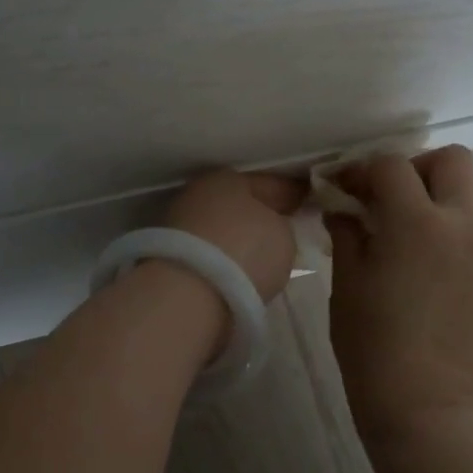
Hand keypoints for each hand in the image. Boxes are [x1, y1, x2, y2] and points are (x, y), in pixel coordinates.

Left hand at [163, 170, 306, 302]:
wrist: (188, 294)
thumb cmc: (244, 251)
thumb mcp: (283, 236)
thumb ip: (281, 226)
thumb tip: (273, 228)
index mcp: (227, 179)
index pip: (267, 183)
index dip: (290, 193)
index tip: (306, 201)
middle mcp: (197, 195)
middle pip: (237, 205)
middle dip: (258, 216)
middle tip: (282, 229)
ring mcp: (176, 226)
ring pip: (218, 230)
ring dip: (236, 241)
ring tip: (259, 258)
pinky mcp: (165, 259)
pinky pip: (206, 255)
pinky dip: (220, 262)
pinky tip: (236, 275)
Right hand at [327, 147, 472, 447]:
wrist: (427, 407)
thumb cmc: (374, 345)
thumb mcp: (347, 284)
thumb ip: (347, 234)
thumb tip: (344, 209)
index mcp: (417, 222)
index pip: (391, 165)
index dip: (359, 169)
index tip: (336, 188)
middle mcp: (455, 225)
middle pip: (450, 160)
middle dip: (412, 165)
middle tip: (378, 195)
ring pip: (459, 192)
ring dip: (423, 193)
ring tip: (383, 226)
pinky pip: (459, 225)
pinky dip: (432, 221)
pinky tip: (400, 253)